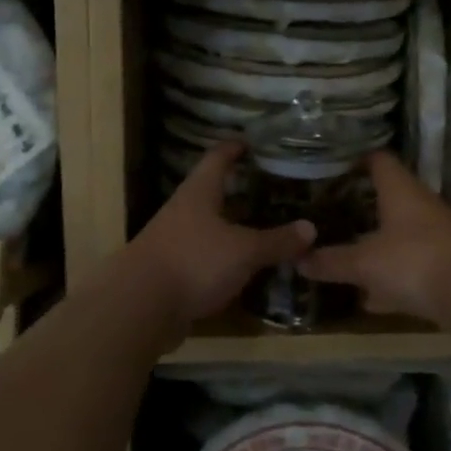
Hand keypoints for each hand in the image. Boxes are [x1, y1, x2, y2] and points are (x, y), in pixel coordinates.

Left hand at [129, 141, 315, 327]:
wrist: (140, 308)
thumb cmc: (193, 261)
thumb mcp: (244, 250)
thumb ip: (277, 240)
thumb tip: (311, 228)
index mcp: (199, 193)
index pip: (218, 157)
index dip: (236, 147)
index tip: (255, 141)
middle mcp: (185, 211)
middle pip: (215, 192)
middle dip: (242, 190)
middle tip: (275, 188)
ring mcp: (176, 242)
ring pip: (213, 227)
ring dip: (237, 227)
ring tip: (269, 226)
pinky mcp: (174, 272)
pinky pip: (208, 257)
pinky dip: (228, 258)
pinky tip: (249, 266)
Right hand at [297, 152, 450, 320]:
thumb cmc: (415, 261)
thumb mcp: (365, 263)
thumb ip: (332, 261)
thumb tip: (298, 258)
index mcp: (400, 191)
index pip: (378, 160)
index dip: (356, 158)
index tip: (331, 164)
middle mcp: (420, 206)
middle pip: (389, 197)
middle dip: (361, 204)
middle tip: (328, 210)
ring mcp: (436, 237)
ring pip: (399, 234)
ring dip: (376, 242)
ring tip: (343, 250)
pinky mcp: (445, 267)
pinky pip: (409, 266)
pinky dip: (390, 277)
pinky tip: (370, 297)